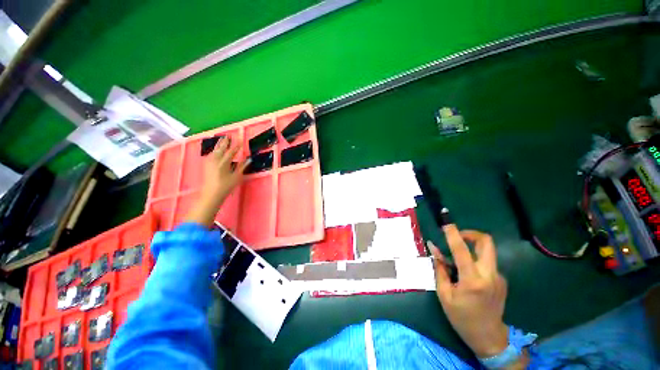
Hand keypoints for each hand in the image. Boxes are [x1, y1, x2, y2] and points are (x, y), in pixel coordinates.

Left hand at [187, 137, 248, 226]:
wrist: (211, 194)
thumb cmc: (226, 186)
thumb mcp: (236, 177)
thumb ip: (242, 166)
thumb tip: (249, 159)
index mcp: (224, 162)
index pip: (232, 151)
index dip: (237, 146)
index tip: (241, 140)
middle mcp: (215, 160)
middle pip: (221, 148)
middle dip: (225, 142)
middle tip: (228, 135)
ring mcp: (209, 162)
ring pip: (214, 150)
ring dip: (218, 145)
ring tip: (221, 140)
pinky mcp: (206, 165)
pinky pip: (211, 154)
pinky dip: (214, 150)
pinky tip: (215, 150)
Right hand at [428, 226, 508, 358]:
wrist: (489, 337)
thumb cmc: (462, 317)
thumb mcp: (444, 294)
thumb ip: (440, 268)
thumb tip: (433, 248)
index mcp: (473, 280)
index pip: (462, 250)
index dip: (453, 233)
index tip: (446, 223)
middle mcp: (490, 275)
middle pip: (486, 242)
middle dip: (471, 233)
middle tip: (457, 235)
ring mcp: (499, 277)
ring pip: (486, 251)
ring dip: (471, 248)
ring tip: (456, 259)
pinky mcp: (501, 279)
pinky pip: (486, 262)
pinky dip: (474, 260)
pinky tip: (466, 274)